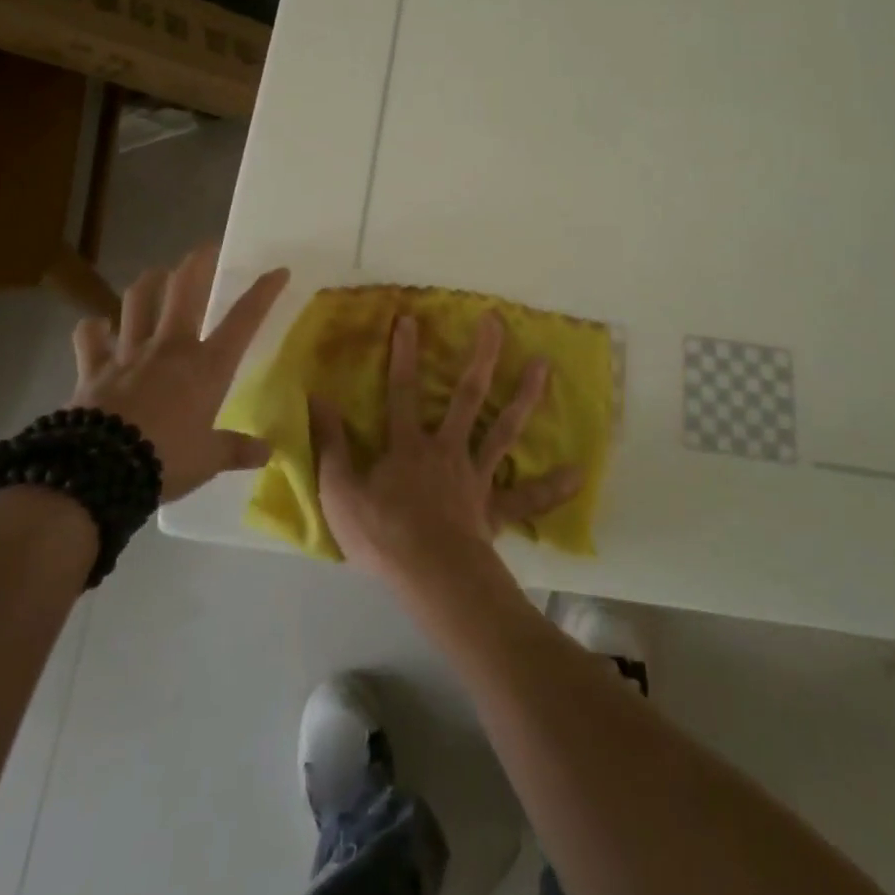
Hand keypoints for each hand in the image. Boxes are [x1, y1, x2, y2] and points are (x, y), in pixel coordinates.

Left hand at [70, 244, 288, 501]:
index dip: (263, 292)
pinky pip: (89, 338)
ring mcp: (130, 353)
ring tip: (156, 274)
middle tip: (206, 248)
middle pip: (185, 290)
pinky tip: (97, 325)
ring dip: (149, 282)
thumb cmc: (166, 460)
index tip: (278, 271)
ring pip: (138, 301)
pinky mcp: (94, 368)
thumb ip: (236, 450)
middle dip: (197, 263)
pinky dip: (92, 329)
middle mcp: (171, 347)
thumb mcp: (208, 459)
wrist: (101, 471)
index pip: (244, 319)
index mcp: (207, 366)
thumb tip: (267, 453)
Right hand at [310, 311, 582, 590]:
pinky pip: (525, 498)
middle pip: (467, 395)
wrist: (429, 576)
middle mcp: (447, 449)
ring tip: (545, 365)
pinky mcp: (493, 508)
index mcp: (409, 445)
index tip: (410, 318)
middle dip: (482, 356)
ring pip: (503, 430)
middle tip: (497, 321)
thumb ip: (329, 443)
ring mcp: (475, 477)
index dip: (403, 354)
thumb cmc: (382, 534)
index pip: (402, 390)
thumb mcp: (339, 490)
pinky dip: (551, 488)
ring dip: (525, 397)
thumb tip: (317, 398)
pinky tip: (578, 474)